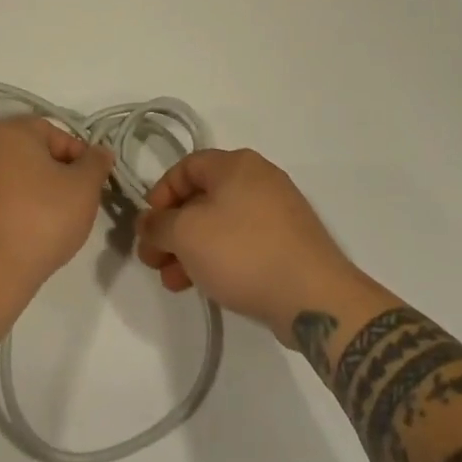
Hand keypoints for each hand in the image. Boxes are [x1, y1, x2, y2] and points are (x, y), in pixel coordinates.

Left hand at [0, 117, 113, 290]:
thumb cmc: (41, 218)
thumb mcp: (84, 187)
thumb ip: (96, 163)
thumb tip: (100, 152)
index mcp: (10, 130)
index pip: (55, 134)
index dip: (79, 157)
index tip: (90, 185)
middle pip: (31, 153)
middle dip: (56, 174)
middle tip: (74, 203)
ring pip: (12, 177)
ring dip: (34, 192)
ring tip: (51, 223)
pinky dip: (12, 210)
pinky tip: (25, 235)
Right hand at [134, 148, 360, 342]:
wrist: (313, 297)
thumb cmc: (243, 251)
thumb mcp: (187, 234)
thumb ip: (159, 224)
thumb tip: (147, 222)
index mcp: (236, 164)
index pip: (185, 167)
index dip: (160, 194)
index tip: (148, 226)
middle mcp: (259, 178)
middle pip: (202, 197)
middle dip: (173, 229)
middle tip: (154, 260)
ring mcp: (278, 211)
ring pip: (221, 223)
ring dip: (191, 249)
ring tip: (173, 281)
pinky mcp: (289, 242)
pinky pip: (243, 241)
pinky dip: (219, 257)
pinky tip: (205, 285)